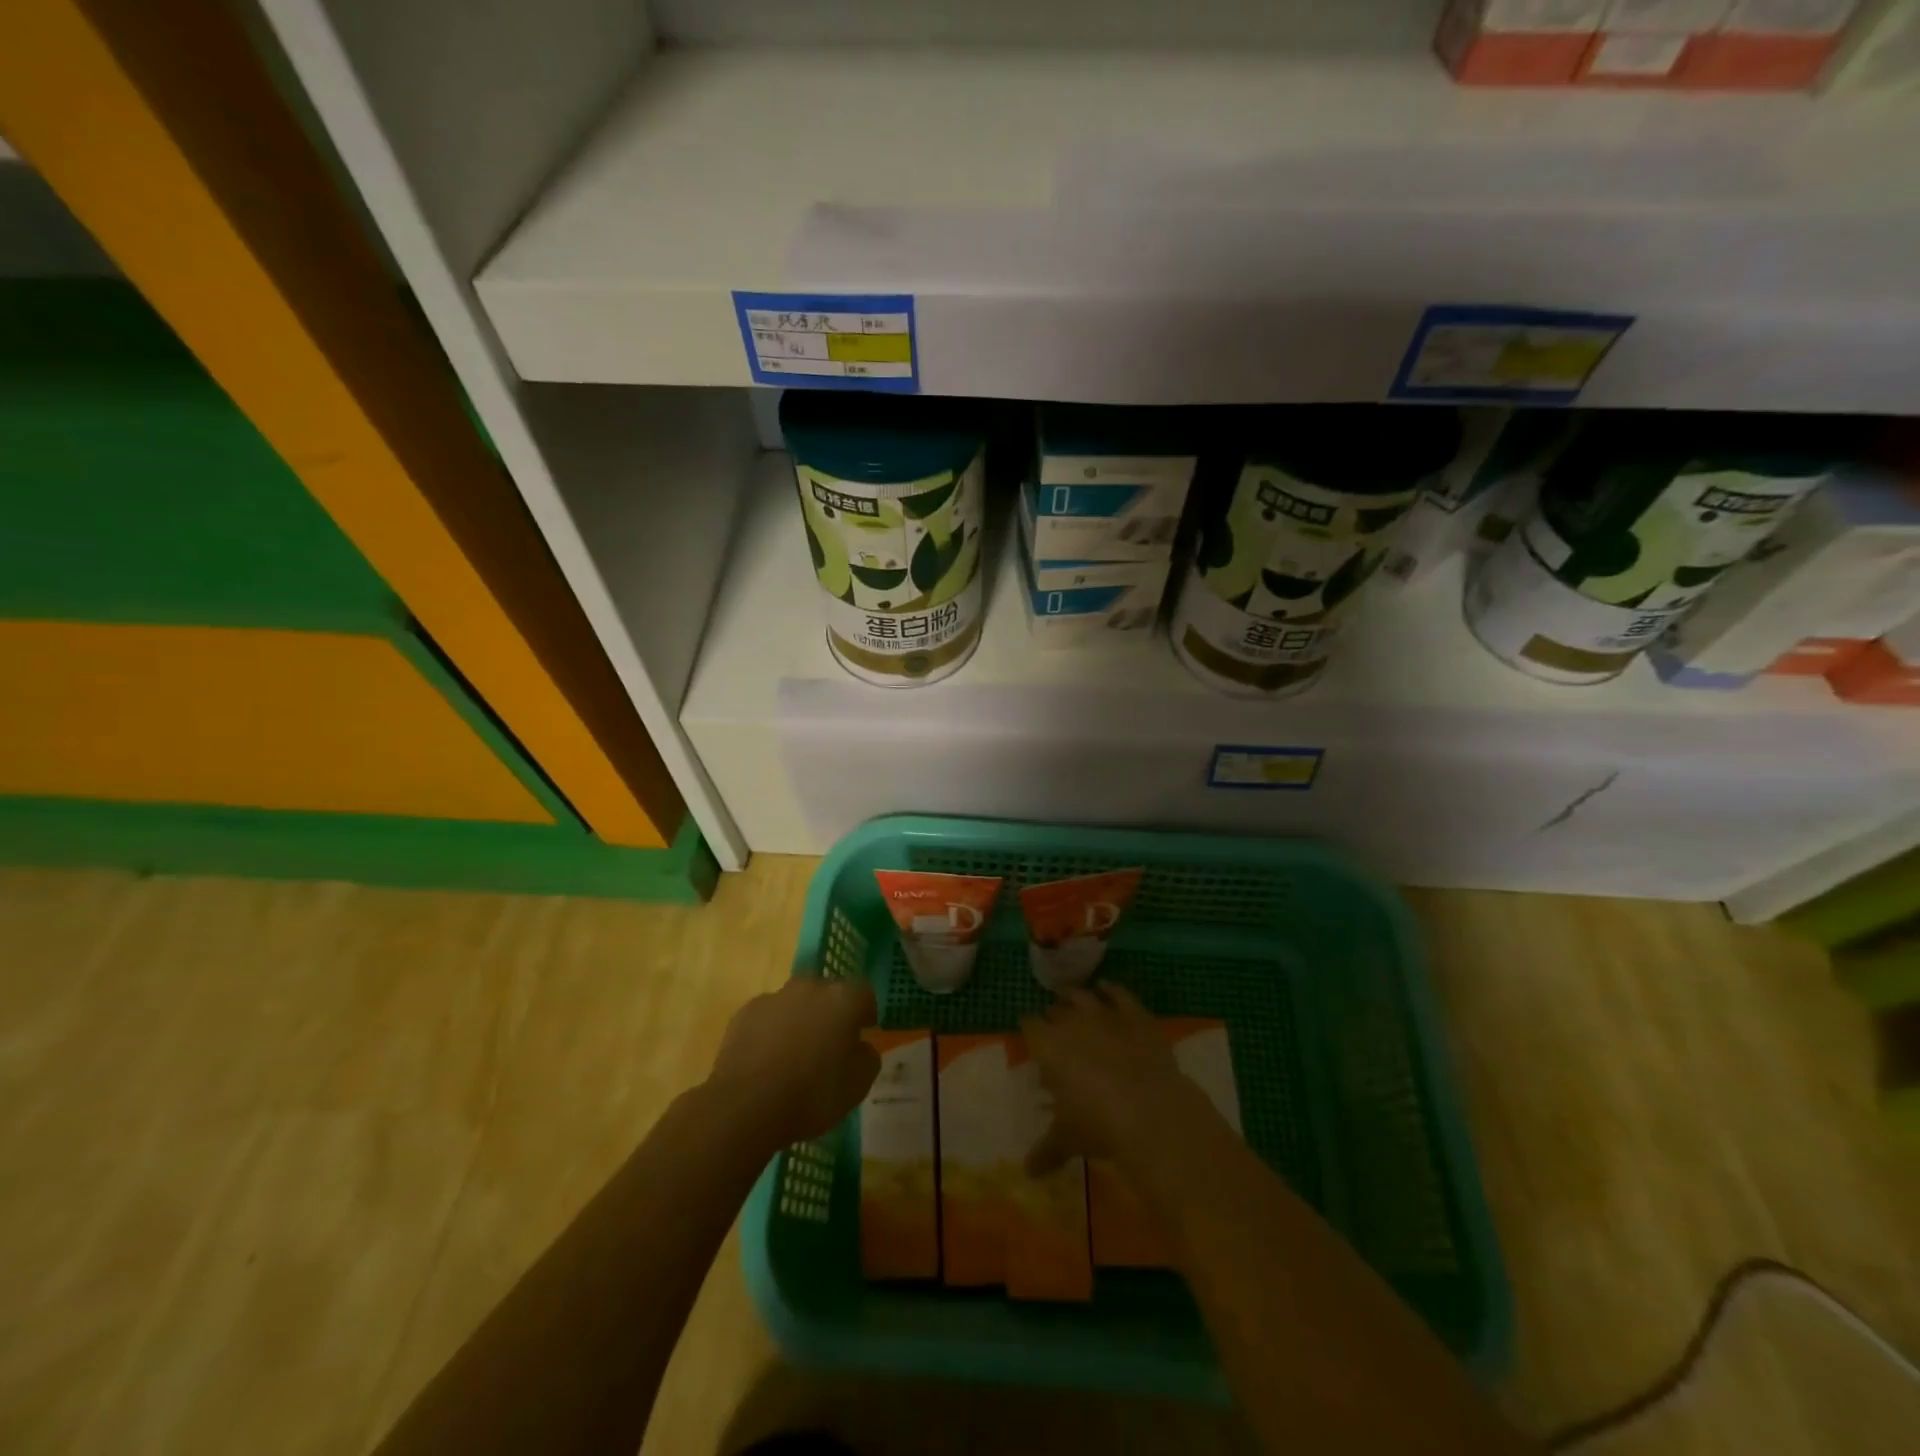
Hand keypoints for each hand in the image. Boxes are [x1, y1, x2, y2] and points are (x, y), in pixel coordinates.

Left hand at [706, 976, 879, 1148]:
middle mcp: (810, 988)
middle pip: (828, 993)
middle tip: (829, 1046)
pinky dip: (771, 1031)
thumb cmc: (811, 1096)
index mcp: (843, 999)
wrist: (745, 1108)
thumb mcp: (858, 1086)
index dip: (865, 1014)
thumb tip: (861, 1046)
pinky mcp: (745, 1012)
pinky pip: (768, 1016)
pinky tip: (766, 1061)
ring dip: (800, 1020)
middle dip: (831, 1014)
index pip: (864, 994)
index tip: (862, 1035)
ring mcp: (774, 997)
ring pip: (796, 1003)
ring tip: (793, 1056)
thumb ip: (868, 1057)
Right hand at [1019, 983, 1222, 1177]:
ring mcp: (1106, 1014)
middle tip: (1052, 1022)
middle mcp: (1073, 1022)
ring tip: (1069, 995)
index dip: (1029, 1030)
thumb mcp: (1067, 1139)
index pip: (1030, 1026)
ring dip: (1075, 996)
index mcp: (1048, 1045)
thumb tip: (1028, 1173)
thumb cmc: (1097, 1124)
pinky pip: (1120, 995)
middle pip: (1056, 1009)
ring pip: (1084, 996)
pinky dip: (1112, 990)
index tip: (1029, 1034)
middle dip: (1053, 1014)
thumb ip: (1046, 1151)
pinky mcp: (1136, 1016)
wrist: (1149, 1110)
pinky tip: (1107, 988)